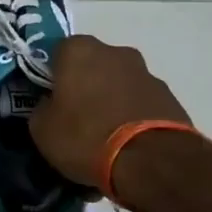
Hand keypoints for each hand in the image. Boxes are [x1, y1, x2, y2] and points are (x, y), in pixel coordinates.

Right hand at [31, 36, 198, 204]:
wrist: (151, 161)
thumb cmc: (86, 137)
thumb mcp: (42, 129)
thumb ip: (42, 108)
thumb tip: (51, 105)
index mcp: (79, 50)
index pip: (58, 53)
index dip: (52, 76)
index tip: (51, 99)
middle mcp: (115, 52)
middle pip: (92, 64)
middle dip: (85, 84)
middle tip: (77, 115)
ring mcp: (146, 72)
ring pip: (118, 82)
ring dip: (111, 99)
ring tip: (106, 134)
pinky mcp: (169, 96)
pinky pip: (140, 101)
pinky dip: (133, 114)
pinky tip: (128, 142)